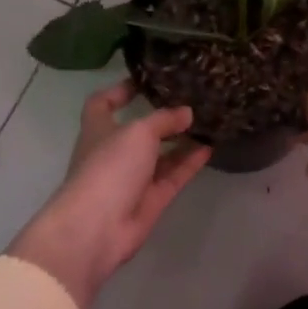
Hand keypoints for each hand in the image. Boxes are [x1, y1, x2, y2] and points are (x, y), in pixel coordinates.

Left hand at [9, 81, 212, 308]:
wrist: (97, 228)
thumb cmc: (108, 167)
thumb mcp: (138, 132)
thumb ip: (164, 119)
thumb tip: (186, 112)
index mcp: (98, 129)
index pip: (102, 103)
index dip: (119, 90)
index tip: (144, 80)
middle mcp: (114, 151)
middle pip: (138, 130)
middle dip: (160, 117)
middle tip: (190, 100)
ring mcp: (132, 178)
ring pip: (159, 155)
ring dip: (180, 140)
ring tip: (207, 122)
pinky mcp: (150, 200)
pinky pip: (173, 176)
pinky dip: (189, 162)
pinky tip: (210, 147)